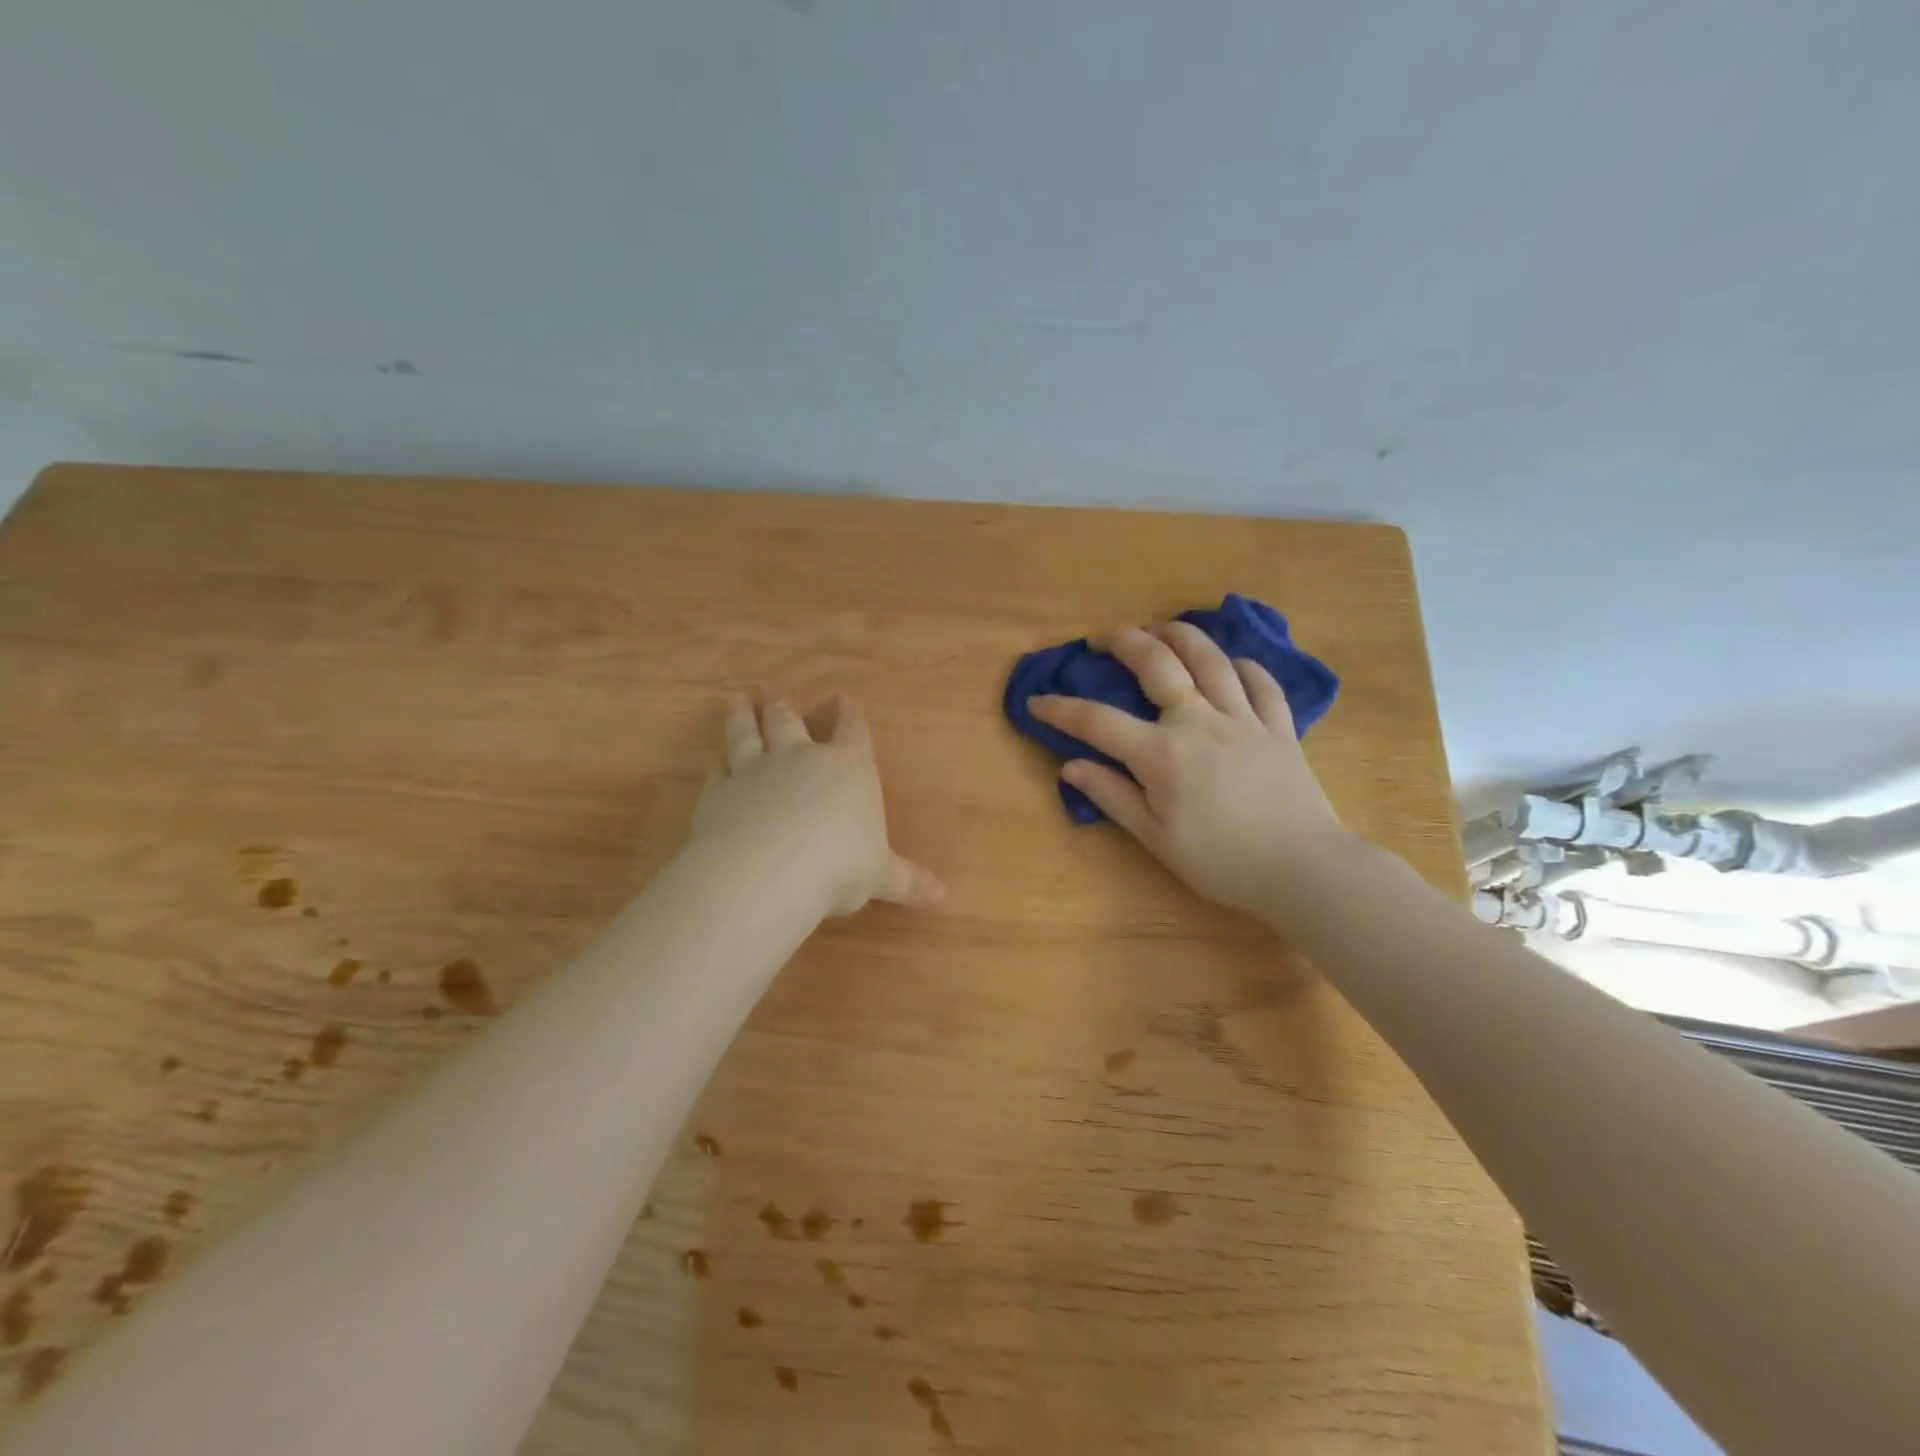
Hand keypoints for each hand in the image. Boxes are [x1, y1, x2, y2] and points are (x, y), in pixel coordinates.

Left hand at [694, 693, 943, 916]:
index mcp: (847, 767)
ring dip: (742, 717)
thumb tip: (942, 896)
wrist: (769, 872)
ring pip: (746, 733)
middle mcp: (800, 758)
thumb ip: (906, 881)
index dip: (848, 713)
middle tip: (769, 692)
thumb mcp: (880, 876)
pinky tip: (716, 763)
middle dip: (781, 705)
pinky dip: (718, 765)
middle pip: (788, 720)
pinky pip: (719, 771)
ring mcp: (755, 770)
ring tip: (736, 701)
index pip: (851, 729)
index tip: (842, 699)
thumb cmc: (840, 866)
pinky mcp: (719, 792)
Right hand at [1028, 623, 1350, 914]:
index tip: (1036, 701)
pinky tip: (1231, 664)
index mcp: (1162, 753)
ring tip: (1160, 628)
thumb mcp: (1156, 838)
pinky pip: (1262, 683)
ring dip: (1180, 635)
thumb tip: (1071, 767)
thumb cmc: (1221, 861)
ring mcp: (1244, 718)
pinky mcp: (1280, 727)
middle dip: (1124, 642)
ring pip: (1210, 659)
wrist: (1303, 869)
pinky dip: (1243, 666)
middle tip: (1102, 638)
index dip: (1061, 709)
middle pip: (1157, 664)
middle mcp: (1199, 721)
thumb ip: (1112, 796)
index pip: (1098, 721)